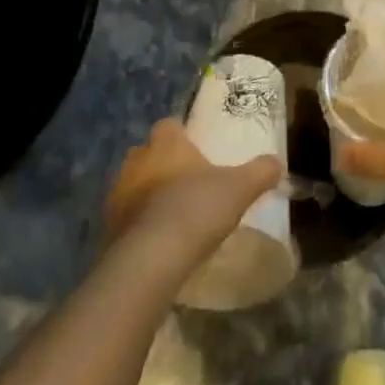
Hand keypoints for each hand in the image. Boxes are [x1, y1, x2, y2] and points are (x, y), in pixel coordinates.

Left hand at [106, 118, 282, 256]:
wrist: (150, 258)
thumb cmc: (196, 208)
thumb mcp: (240, 188)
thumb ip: (260, 172)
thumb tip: (277, 163)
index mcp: (166, 144)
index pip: (168, 125)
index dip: (181, 135)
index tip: (196, 150)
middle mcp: (136, 161)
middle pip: (147, 153)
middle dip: (163, 164)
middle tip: (186, 182)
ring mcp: (116, 194)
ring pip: (133, 184)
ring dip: (148, 194)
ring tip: (172, 214)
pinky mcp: (107, 227)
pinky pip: (125, 217)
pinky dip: (138, 223)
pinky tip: (158, 239)